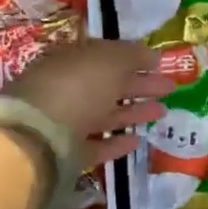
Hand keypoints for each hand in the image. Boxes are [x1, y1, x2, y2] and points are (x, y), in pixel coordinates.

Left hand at [9, 39, 172, 168]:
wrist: (37, 135)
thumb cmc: (77, 86)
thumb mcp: (110, 60)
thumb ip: (132, 55)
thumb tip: (151, 55)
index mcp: (72, 59)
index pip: (105, 55)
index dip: (133, 58)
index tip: (160, 63)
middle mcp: (66, 88)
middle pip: (108, 85)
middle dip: (139, 85)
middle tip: (170, 87)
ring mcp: (64, 122)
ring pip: (104, 114)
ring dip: (133, 112)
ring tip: (162, 112)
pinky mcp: (65, 153)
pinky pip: (95, 145)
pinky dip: (116, 143)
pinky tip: (138, 141)